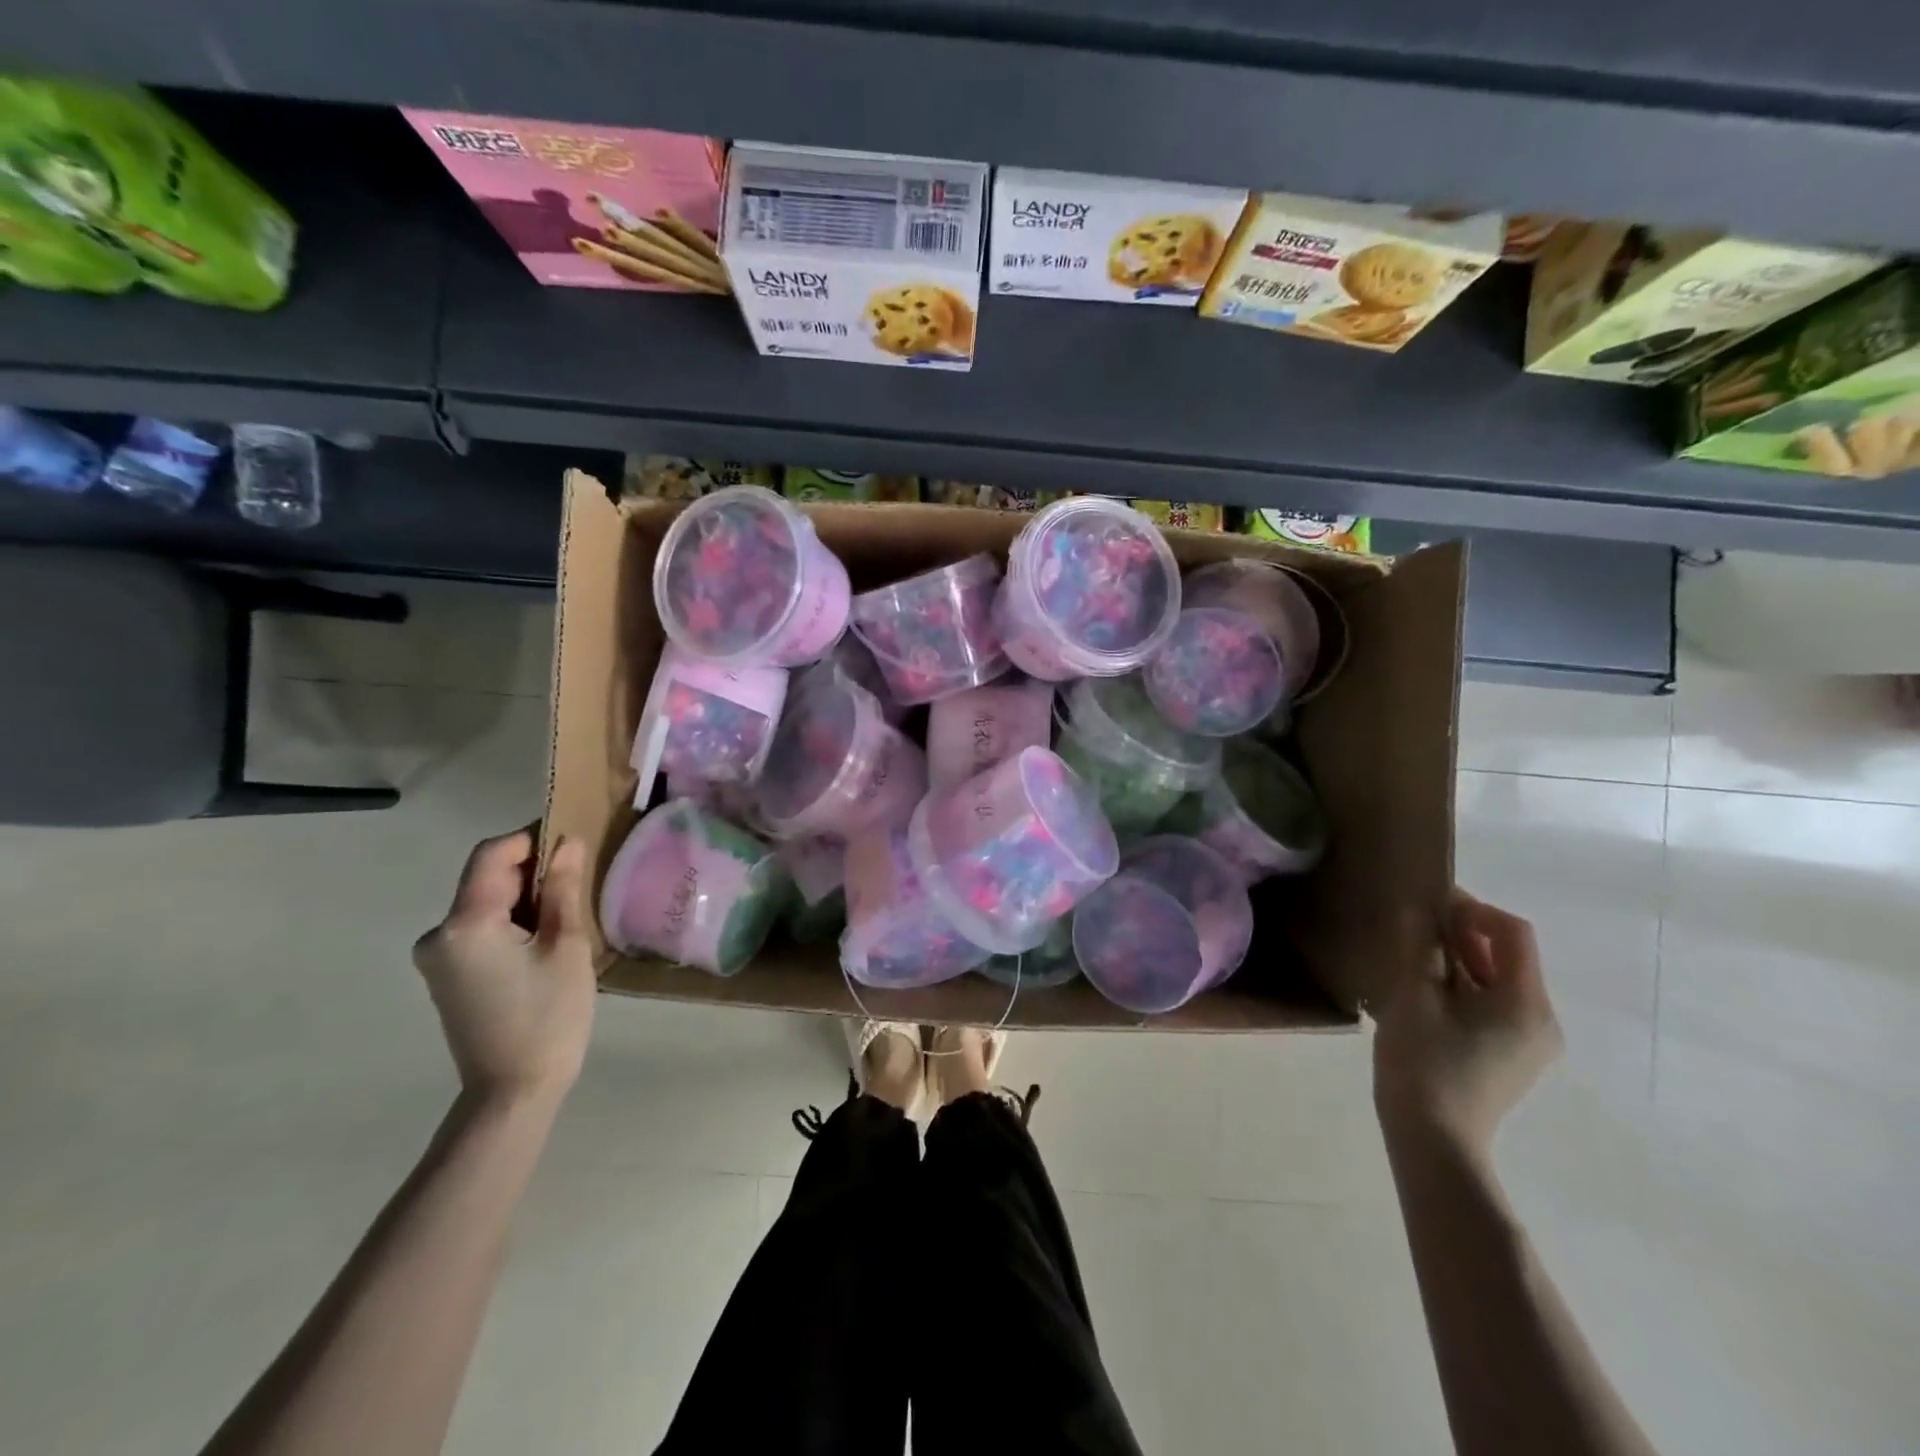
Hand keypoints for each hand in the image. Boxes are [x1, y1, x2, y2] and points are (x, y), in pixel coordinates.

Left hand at [413, 830, 596, 1105]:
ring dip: (523, 896)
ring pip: (484, 902)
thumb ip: (563, 889)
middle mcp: (439, 934)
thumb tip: (568, 843)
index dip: (531, 838)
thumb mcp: (567, 946)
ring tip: (567, 910)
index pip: (492, 854)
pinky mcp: (447, 975)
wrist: (513, 1093)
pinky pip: (479, 928)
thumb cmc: (548, 1017)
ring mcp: (438, 957)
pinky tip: (544, 938)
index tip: (571, 842)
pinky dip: (511, 920)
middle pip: (485, 877)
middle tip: (578, 878)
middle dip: (531, 869)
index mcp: (465, 924)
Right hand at [1373, 890, 1562, 1155]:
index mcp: (1526, 1003)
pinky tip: (1427, 993)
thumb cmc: (1423, 1062)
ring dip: (1460, 960)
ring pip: (1498, 980)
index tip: (1430, 906)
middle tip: (1415, 928)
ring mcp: (1530, 1042)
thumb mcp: (1414, 996)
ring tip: (1414, 958)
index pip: (1513, 933)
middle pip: (1508, 956)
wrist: (1433, 1140)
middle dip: (1463, 934)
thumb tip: (1421, 910)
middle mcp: (1541, 1019)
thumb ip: (1421, 947)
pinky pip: (1493, 1005)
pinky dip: (1464, 987)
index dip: (1473, 910)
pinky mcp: (1513, 1057)